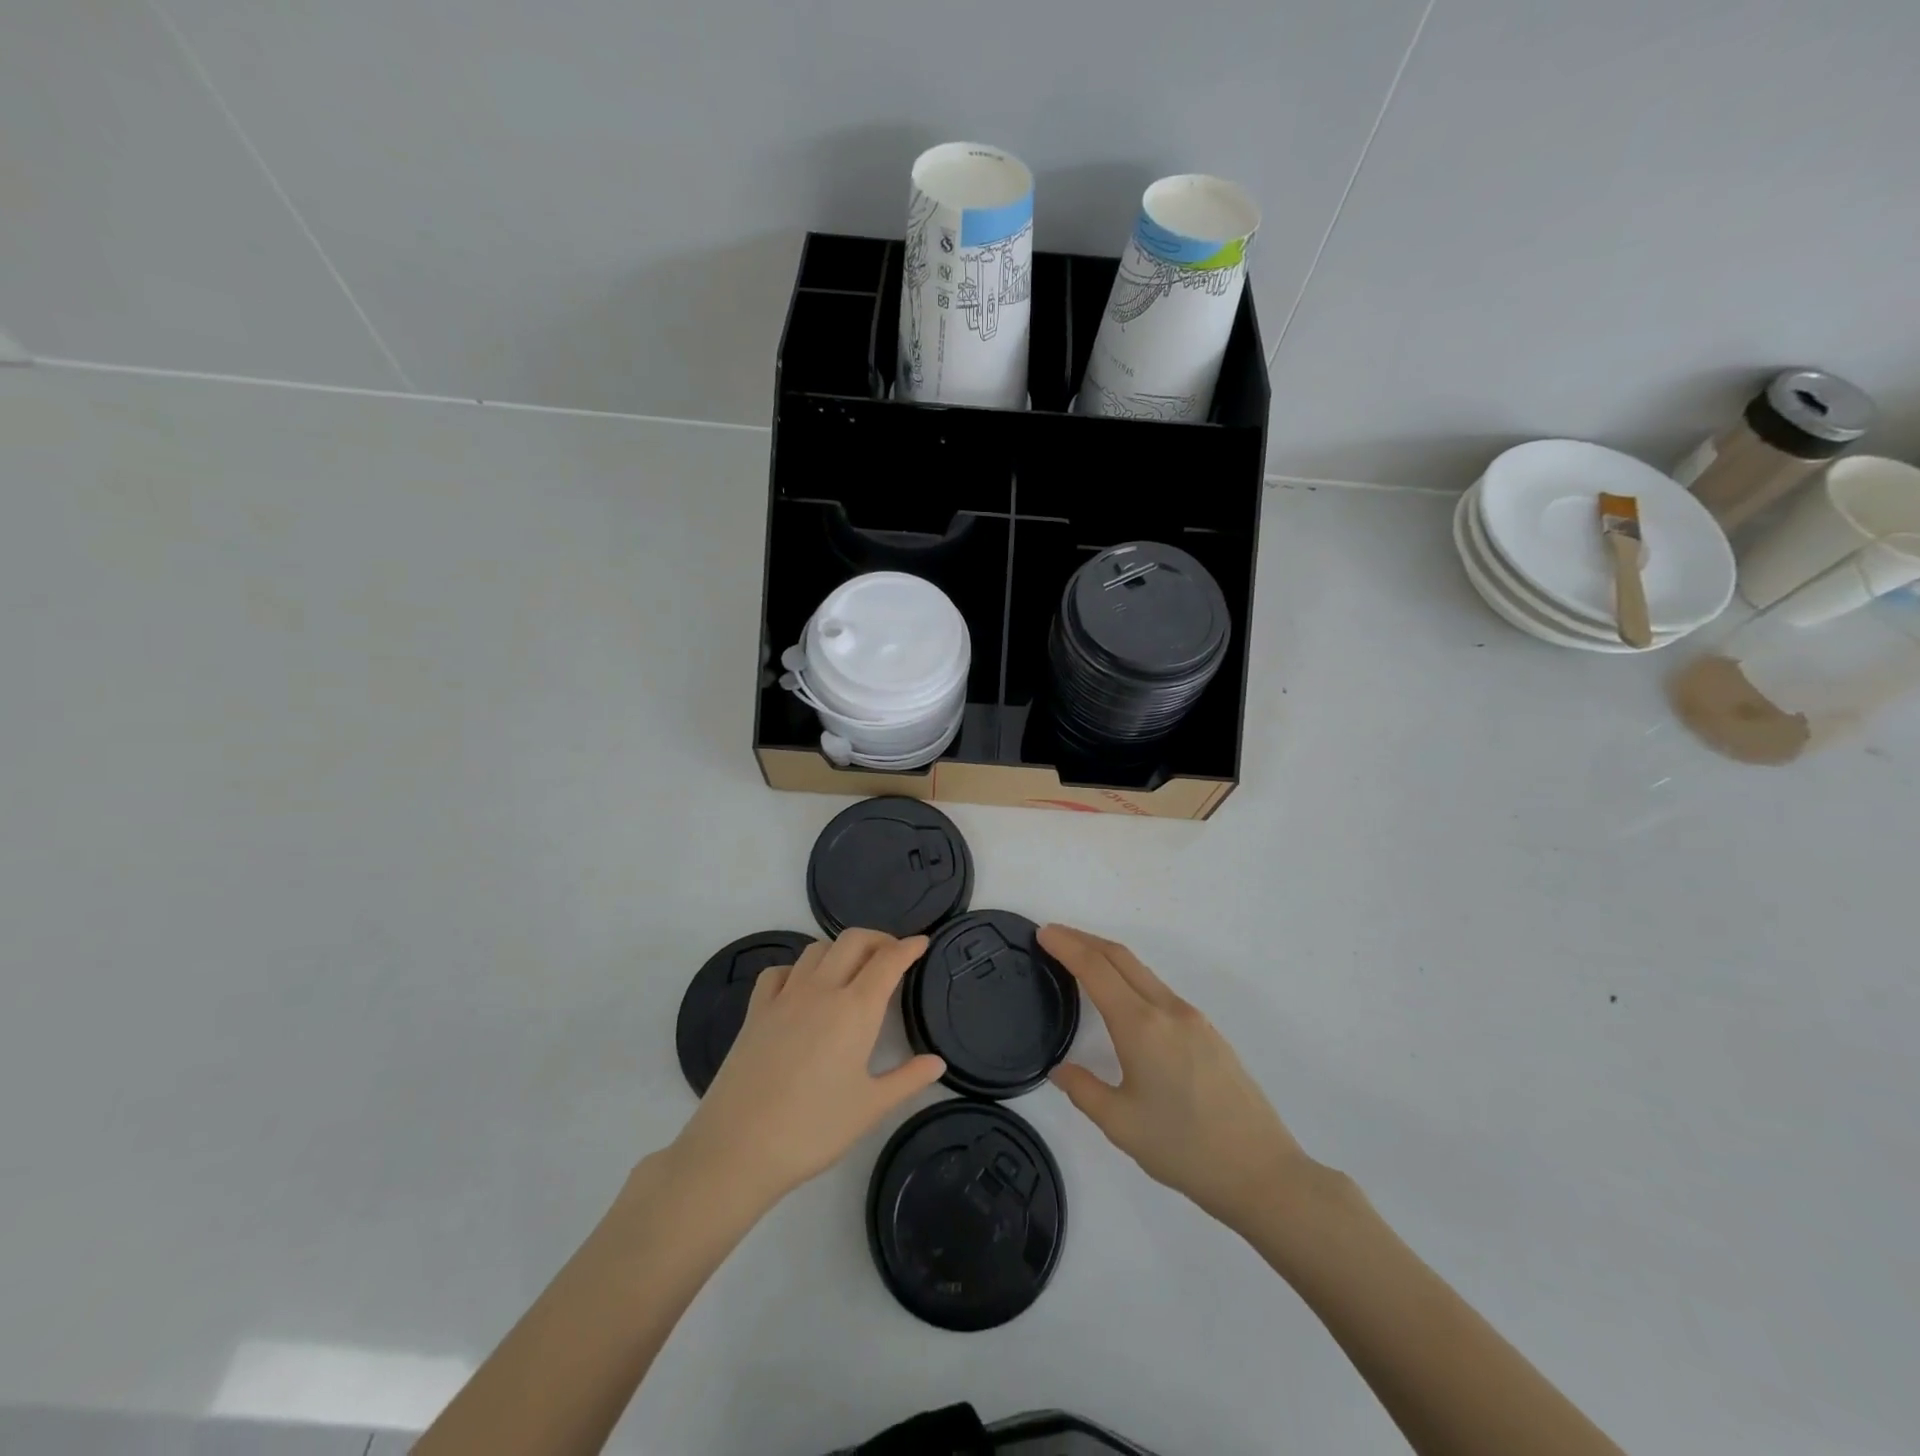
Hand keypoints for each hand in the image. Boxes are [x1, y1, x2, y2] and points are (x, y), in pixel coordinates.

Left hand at [670, 930, 945, 1212]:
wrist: (737, 1148)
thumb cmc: (813, 1129)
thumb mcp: (870, 1108)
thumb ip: (908, 1079)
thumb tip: (937, 1062)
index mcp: (855, 1009)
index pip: (888, 961)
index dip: (908, 947)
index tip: (922, 943)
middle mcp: (821, 990)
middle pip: (853, 940)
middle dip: (878, 939)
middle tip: (892, 955)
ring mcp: (784, 997)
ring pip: (817, 949)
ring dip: (840, 949)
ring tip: (851, 969)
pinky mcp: (755, 1011)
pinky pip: (779, 971)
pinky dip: (797, 969)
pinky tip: (802, 988)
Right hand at [1041, 925, 1317, 1230]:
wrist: (1262, 1172)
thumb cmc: (1184, 1149)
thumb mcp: (1121, 1125)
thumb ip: (1083, 1090)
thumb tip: (1060, 1069)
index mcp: (1141, 1026)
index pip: (1096, 969)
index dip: (1066, 946)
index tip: (1043, 932)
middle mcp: (1168, 1010)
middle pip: (1121, 957)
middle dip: (1085, 940)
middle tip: (1054, 936)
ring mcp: (1193, 1019)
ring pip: (1143, 972)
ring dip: (1109, 958)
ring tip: (1081, 963)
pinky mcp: (1208, 1033)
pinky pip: (1160, 990)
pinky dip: (1131, 978)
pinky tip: (1123, 999)